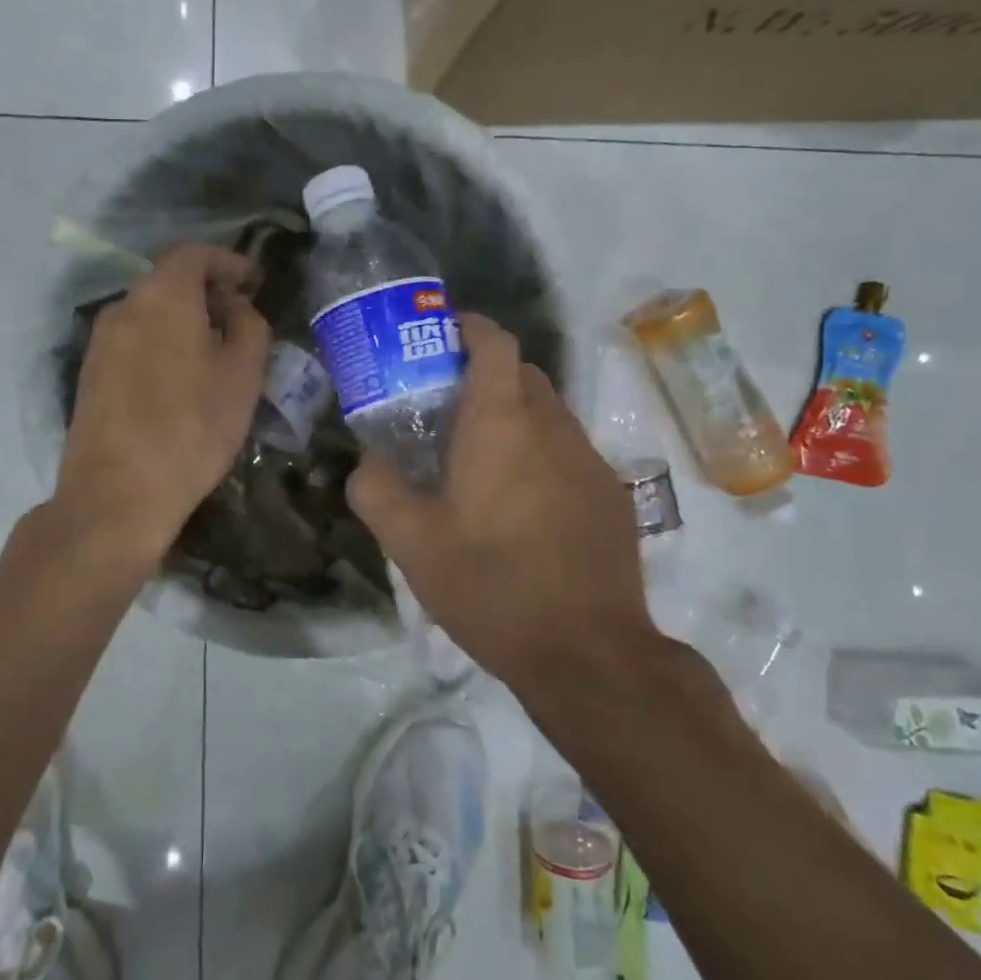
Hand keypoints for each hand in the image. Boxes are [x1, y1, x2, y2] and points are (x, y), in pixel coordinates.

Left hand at [55, 243, 271, 563]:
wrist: (116, 494)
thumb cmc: (192, 428)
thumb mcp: (243, 375)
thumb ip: (250, 326)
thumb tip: (236, 308)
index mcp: (163, 296)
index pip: (193, 253)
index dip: (227, 261)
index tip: (252, 280)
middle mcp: (124, 307)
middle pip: (169, 280)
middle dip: (207, 291)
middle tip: (239, 318)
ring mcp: (100, 341)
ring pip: (150, 312)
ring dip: (184, 319)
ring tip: (214, 352)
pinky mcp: (90, 374)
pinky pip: (134, 340)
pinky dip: (162, 342)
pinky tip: (180, 379)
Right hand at [347, 313, 652, 691]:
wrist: (588, 653)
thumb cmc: (491, 586)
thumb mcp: (412, 544)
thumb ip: (377, 490)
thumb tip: (368, 463)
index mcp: (501, 424)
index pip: (495, 343)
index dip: (470, 327)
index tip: (444, 334)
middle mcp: (552, 427)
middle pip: (523, 374)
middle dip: (488, 375)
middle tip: (449, 408)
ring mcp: (590, 460)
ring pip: (549, 414)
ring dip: (516, 418)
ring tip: (483, 463)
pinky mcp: (613, 495)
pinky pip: (571, 453)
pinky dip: (543, 456)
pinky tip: (525, 508)